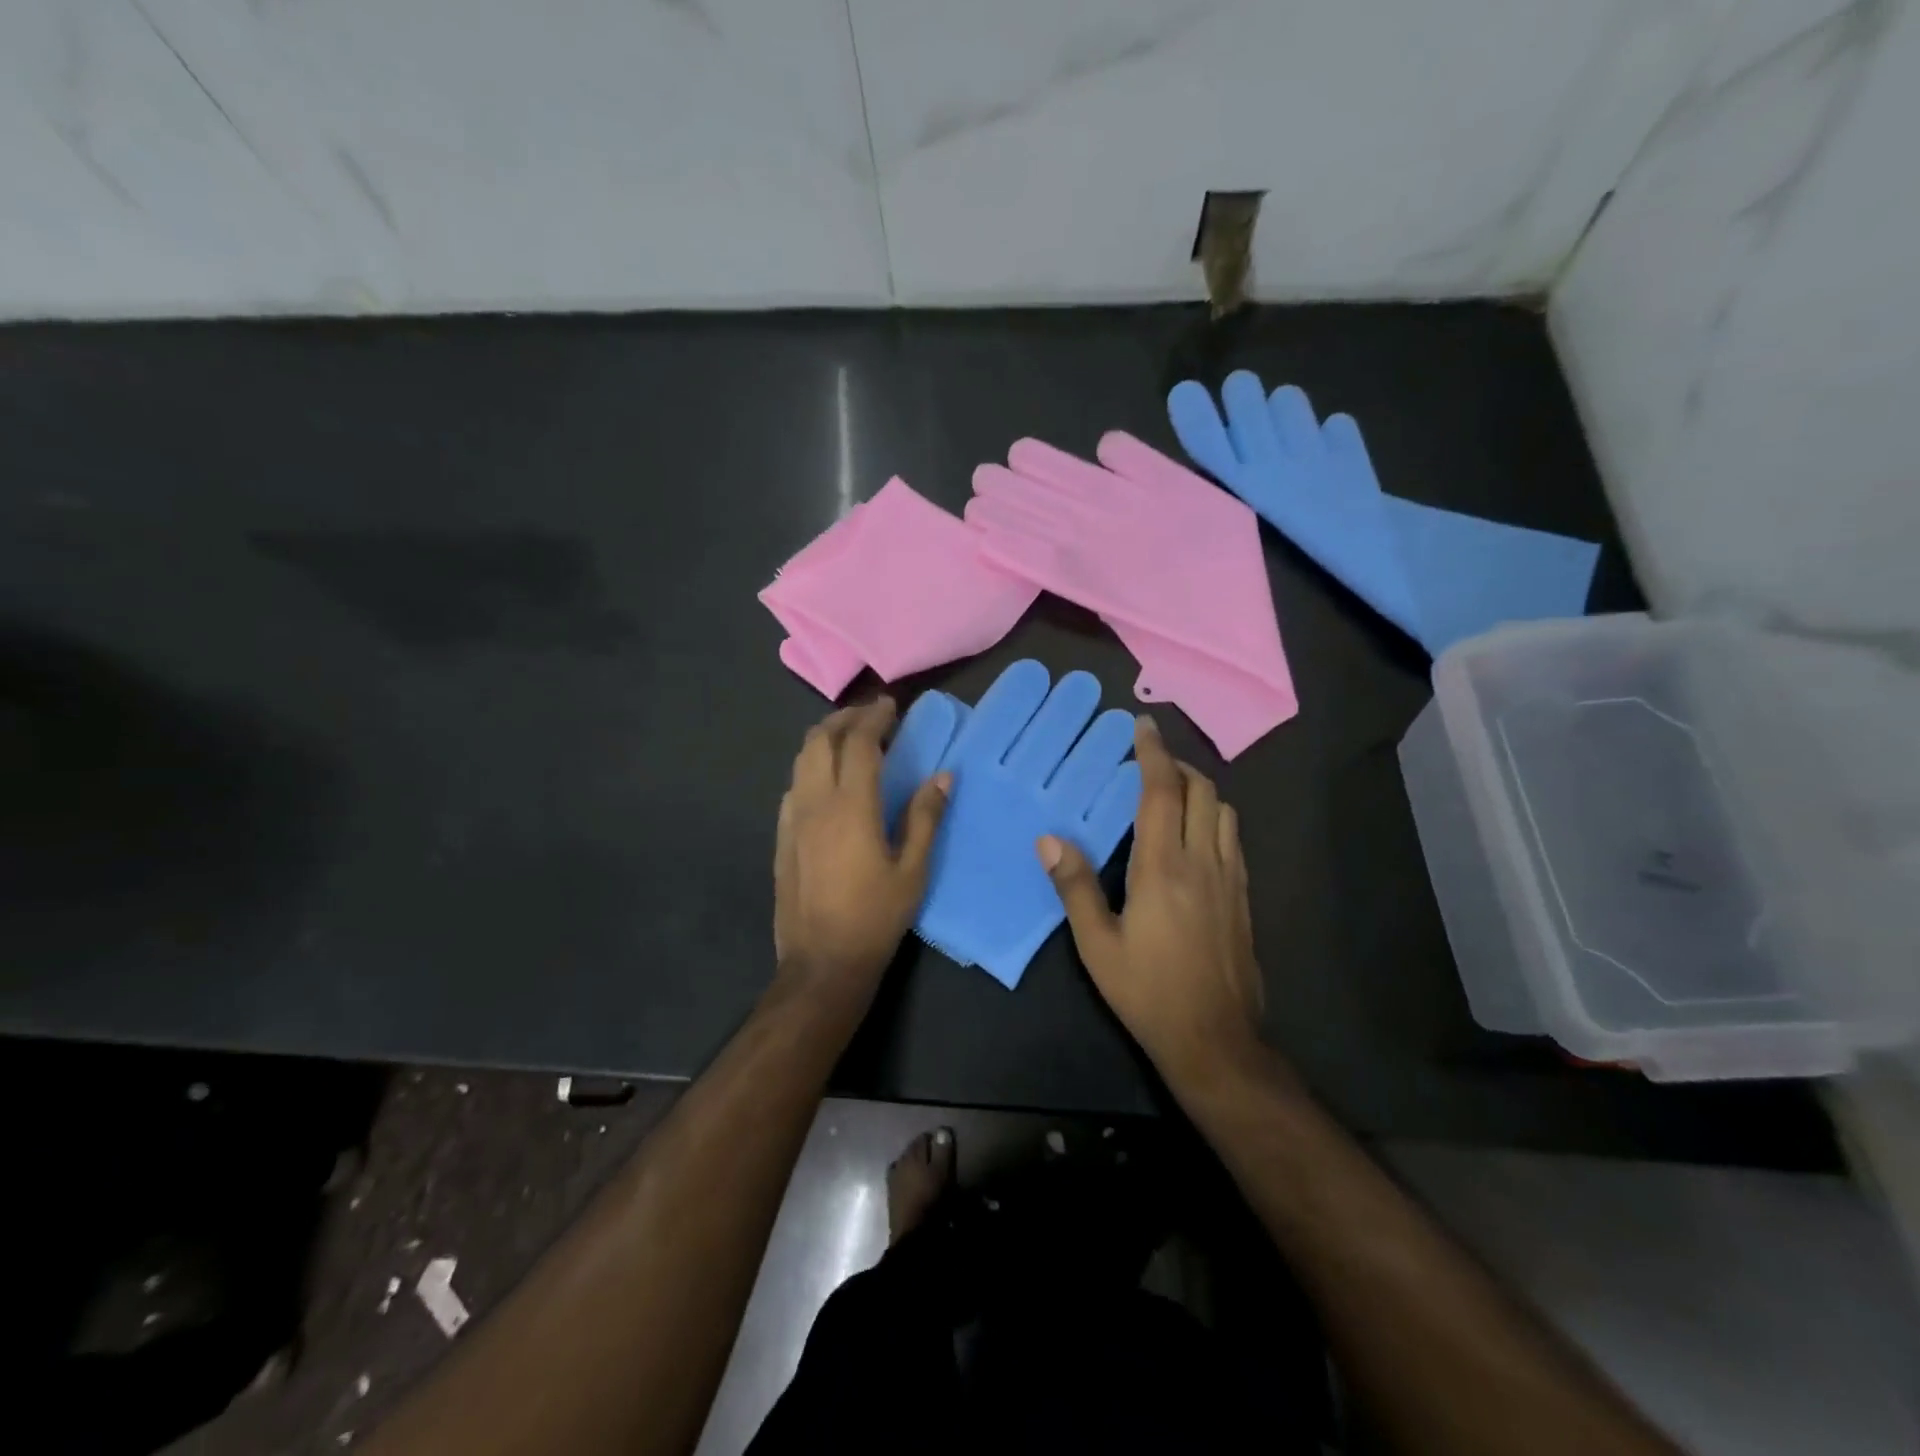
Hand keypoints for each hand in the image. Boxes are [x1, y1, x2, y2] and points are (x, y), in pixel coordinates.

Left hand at [775, 698, 949, 1008]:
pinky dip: (812, 765)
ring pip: (801, 759)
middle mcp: (815, 802)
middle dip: (845, 719)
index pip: (858, 743)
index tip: (890, 705)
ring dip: (824, 738)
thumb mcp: (913, 870)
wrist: (822, 962)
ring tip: (850, 738)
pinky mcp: (782, 836)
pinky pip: (794, 784)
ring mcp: (792, 819)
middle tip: (871, 716)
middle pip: (820, 740)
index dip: (873, 717)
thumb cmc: (875, 917)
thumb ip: (925, 818)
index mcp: (851, 807)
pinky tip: (828, 780)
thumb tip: (942, 776)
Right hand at [1038, 716, 1264, 1089]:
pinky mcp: (1244, 898)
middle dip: (1178, 766)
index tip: (1143, 725)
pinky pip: (1232, 839)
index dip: (1153, 753)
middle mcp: (1203, 862)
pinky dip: (1215, 818)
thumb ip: (1074, 887)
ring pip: (1224, 812)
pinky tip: (1196, 836)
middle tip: (1150, 761)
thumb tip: (1049, 840)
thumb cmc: (1147, 991)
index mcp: (1163, 867)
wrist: (1215, 1039)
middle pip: (1202, 792)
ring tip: (1173, 793)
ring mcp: (1230, 879)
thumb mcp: (1097, 945)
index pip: (1161, 792)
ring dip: (1201, 790)